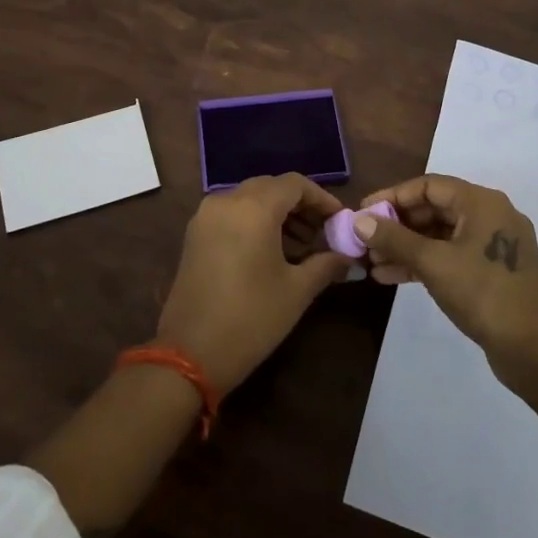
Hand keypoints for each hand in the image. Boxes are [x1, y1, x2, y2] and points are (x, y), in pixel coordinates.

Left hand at [156, 174, 351, 392]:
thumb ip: (326, 265)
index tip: (339, 220)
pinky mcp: (195, 234)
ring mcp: (206, 216)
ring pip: (250, 199)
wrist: (189, 354)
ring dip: (277, 214)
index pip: (295, 184)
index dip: (321, 198)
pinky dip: (254, 221)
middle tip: (322, 233)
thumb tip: (348, 257)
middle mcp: (226, 201)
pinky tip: (271, 251)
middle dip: (300, 206)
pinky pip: (232, 213)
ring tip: (301, 247)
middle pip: (271, 187)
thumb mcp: (296, 291)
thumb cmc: (251, 318)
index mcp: (253, 207)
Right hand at [357, 175, 537, 385]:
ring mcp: (492, 246)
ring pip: (440, 236)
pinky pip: (450, 256)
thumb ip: (394, 239)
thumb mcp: (432, 263)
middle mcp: (490, 216)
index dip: (393, 196)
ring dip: (406, 247)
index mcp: (482, 203)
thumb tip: (359, 221)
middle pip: (434, 209)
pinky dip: (423, 263)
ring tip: (372, 263)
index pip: (429, 186)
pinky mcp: (492, 272)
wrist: (534, 349)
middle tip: (365, 241)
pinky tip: (392, 276)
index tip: (364, 212)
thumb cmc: (482, 293)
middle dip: (397, 225)